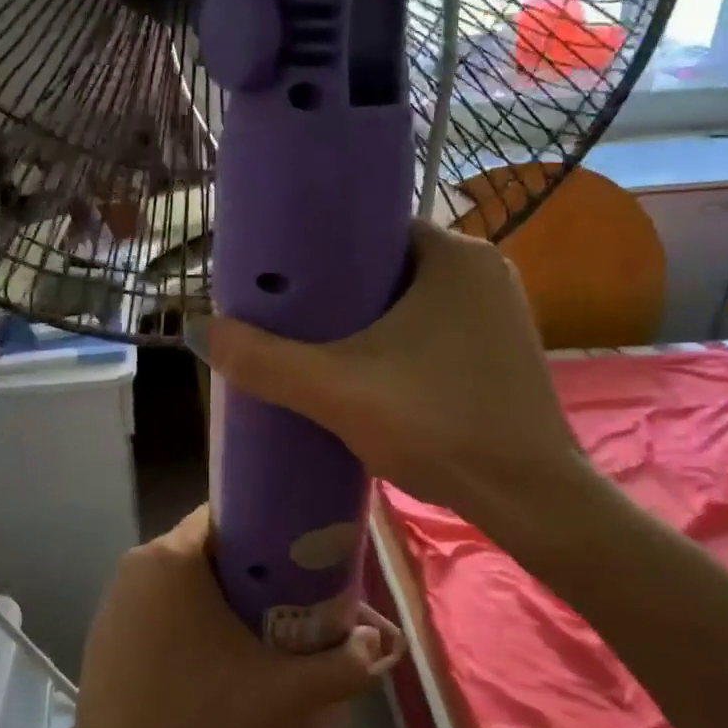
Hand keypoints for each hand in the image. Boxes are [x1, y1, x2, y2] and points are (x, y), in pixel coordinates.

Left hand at [69, 506, 403, 727]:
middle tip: (286, 593)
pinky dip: (184, 612)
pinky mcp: (105, 624)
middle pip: (204, 545)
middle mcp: (139, 561)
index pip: (224, 514)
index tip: (295, 553)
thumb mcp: (281, 692)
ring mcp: (116, 594)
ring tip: (255, 622)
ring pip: (179, 574)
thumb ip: (340, 666)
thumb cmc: (199, 714)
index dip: (264, 528)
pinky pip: (155, 600)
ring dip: (215, 590)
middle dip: (246, 564)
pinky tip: (209, 651)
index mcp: (173, 556)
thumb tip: (377, 644)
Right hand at [192, 220, 591, 528]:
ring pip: (409, 301)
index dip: (319, 249)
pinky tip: (366, 371)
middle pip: (386, 266)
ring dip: (366, 320)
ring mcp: (498, 313)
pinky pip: (432, 329)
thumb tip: (198, 330)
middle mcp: (483, 271)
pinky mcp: (500, 352)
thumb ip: (263, 360)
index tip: (280, 277)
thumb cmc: (438, 425)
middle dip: (337, 290)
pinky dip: (396, 342)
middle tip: (288, 316)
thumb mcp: (335, 390)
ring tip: (315, 344)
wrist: (529, 499)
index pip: (370, 229)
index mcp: (454, 254)